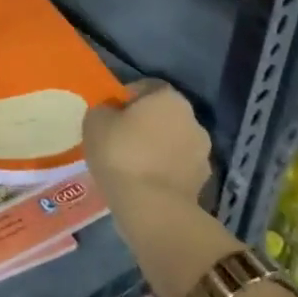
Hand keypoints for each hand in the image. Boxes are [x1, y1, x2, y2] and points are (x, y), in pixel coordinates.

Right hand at [81, 79, 212, 211]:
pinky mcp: (202, 185)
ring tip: (131, 165)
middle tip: (120, 138)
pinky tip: (143, 184)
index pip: (148, 87)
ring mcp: (202, 155)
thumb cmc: (120, 153)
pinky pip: (177, 170)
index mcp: (169, 98)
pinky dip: (163, 173)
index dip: (128, 98)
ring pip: (173, 144)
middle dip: (145, 124)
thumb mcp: (95, 121)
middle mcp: (193, 121)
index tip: (111, 113)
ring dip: (157, 150)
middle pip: (164, 116)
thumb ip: (104, 110)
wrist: (152, 208)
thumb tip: (112, 114)